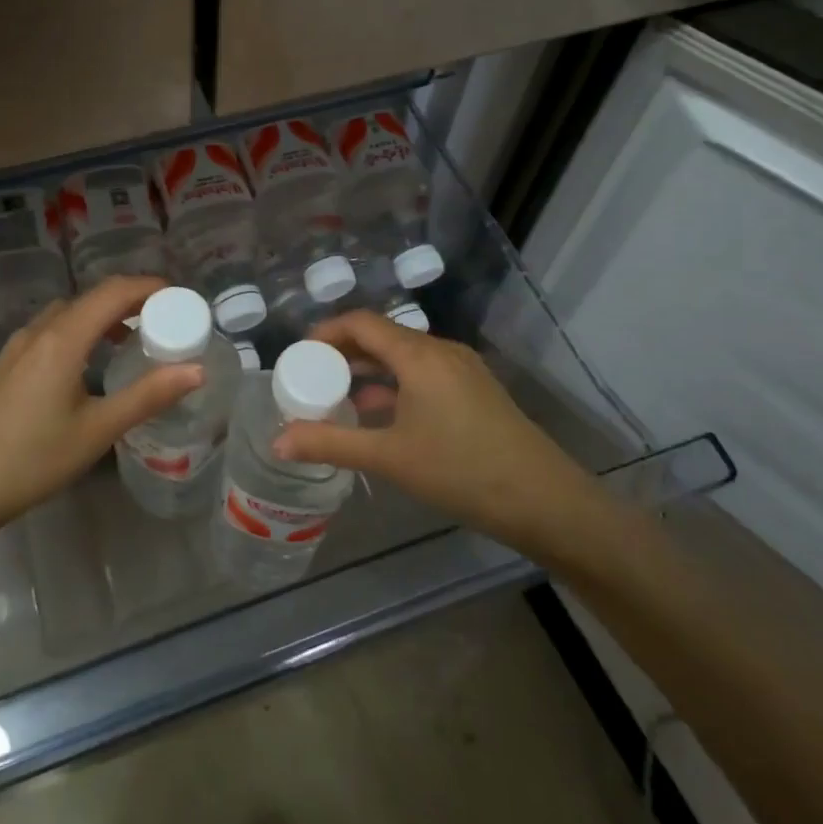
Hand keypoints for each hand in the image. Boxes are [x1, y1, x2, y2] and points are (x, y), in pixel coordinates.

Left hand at [0, 276, 201, 541]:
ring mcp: (17, 347)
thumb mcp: (97, 430)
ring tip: (131, 340)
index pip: (114, 292)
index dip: (150, 287)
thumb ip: (148, 396)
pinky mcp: (6, 365)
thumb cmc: (32, 459)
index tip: (180, 298)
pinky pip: (51, 330)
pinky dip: (80, 331)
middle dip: (130, 301)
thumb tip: (196, 370)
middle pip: (91, 298)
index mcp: (63, 339)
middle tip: (164, 321)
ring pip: (68, 314)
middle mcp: (39, 331)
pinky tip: (88, 364)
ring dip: (103, 316)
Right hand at [273, 311, 622, 571]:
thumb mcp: (389, 457)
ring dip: (369, 371)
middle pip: (382, 336)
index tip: (299, 355)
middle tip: (312, 378)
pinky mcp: (475, 390)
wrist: (544, 501)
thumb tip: (277, 443)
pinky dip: (394, 385)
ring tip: (338, 397)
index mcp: (419, 355)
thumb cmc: (461, 471)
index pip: (361, 322)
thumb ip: (331, 443)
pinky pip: (423, 374)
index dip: (326, 332)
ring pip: (404, 357)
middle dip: (344, 353)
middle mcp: (441, 351)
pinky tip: (380, 415)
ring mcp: (462, 370)